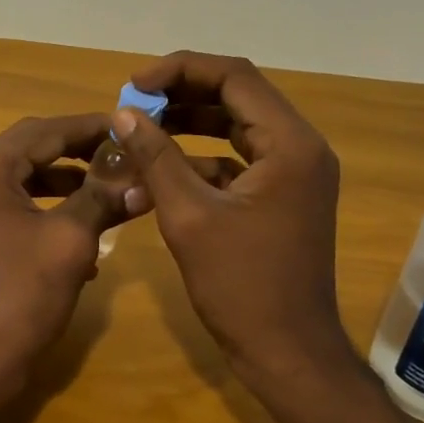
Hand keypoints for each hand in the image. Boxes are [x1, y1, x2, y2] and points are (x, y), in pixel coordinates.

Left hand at [0, 114, 134, 403]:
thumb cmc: (19, 296)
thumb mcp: (70, 242)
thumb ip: (104, 198)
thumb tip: (143, 176)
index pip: (46, 130)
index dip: (92, 127)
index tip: (130, 127)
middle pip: (31, 150)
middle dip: (80, 154)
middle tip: (124, 156)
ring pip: (22, 180)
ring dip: (66, 184)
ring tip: (111, 191)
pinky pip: (9, 206)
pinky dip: (44, 211)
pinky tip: (81, 235)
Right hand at [112, 52, 347, 381]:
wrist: (286, 351)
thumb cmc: (241, 285)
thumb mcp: (189, 217)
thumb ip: (156, 157)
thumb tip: (124, 114)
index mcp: (290, 144)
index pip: (234, 78)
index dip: (180, 71)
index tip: (133, 85)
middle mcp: (300, 148)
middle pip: (238, 97)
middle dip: (182, 94)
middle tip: (132, 104)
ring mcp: (293, 174)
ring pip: (236, 128)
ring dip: (189, 124)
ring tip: (140, 129)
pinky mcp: (281, 198)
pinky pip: (238, 161)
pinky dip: (201, 159)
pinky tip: (161, 170)